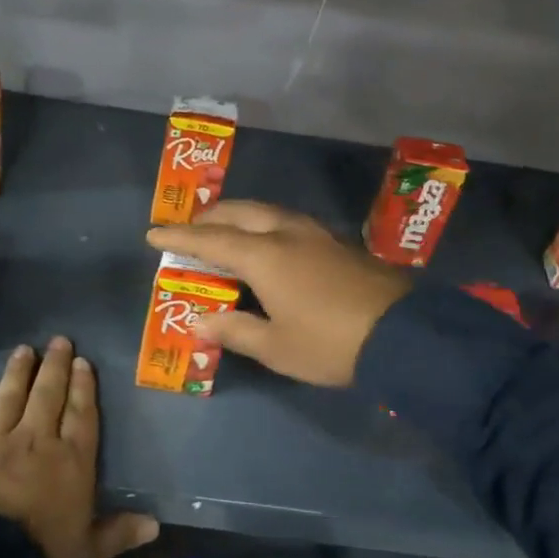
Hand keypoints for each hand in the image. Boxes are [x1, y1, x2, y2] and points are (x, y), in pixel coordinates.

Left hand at [0, 337, 158, 557]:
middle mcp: (37, 440)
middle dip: (55, 365)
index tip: (82, 361)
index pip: (81, 412)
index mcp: (72, 460)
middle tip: (58, 341)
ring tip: (24, 350)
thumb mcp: (90, 552)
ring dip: (18, 371)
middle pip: (48, 394)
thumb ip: (120, 533)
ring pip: (10, 396)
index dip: (83, 385)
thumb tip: (156, 525)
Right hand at [147, 201, 411, 386]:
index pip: (211, 240)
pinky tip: (267, 243)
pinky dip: (264, 225)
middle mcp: (287, 233)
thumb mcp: (276, 346)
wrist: (405, 335)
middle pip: (240, 212)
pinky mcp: (337, 242)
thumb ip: (234, 329)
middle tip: (191, 230)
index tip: (153, 234)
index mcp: (265, 255)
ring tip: (225, 232)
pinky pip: (287, 222)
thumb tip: (200, 319)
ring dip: (240, 216)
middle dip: (210, 217)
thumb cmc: (330, 343)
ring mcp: (316, 234)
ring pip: (267, 211)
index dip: (179, 238)